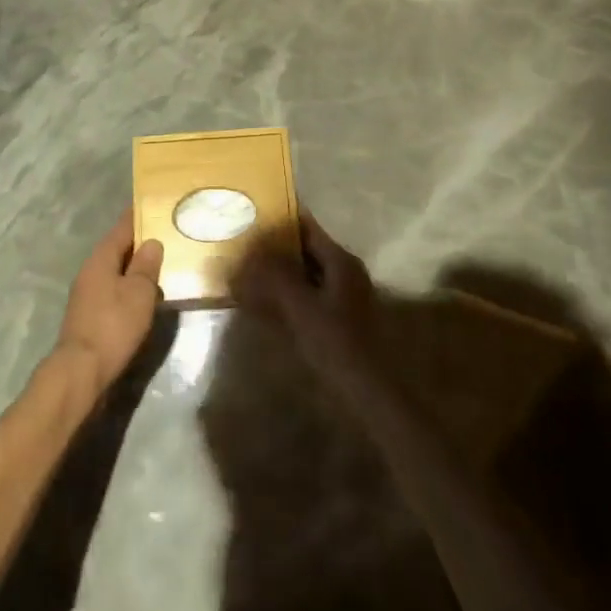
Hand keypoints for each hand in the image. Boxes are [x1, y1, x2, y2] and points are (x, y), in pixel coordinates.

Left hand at [55, 211, 163, 393]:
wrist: (80, 372)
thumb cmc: (113, 325)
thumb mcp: (139, 293)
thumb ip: (146, 266)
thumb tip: (152, 242)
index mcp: (102, 258)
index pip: (123, 227)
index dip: (139, 215)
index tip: (154, 204)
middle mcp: (90, 270)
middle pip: (117, 248)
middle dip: (139, 242)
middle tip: (166, 236)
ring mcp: (86, 293)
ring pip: (115, 271)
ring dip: (134, 268)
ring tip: (160, 267)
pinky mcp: (88, 315)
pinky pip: (112, 290)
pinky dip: (128, 288)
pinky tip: (143, 298)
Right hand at [236, 212, 380, 398]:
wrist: (370, 397)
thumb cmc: (337, 345)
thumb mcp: (302, 307)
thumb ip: (276, 276)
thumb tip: (251, 250)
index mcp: (341, 262)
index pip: (307, 227)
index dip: (281, 219)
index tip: (251, 213)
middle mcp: (344, 273)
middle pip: (305, 250)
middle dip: (274, 247)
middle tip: (241, 244)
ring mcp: (342, 299)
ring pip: (304, 275)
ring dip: (277, 273)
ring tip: (245, 270)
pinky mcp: (336, 322)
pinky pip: (305, 297)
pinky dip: (285, 295)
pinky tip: (262, 304)